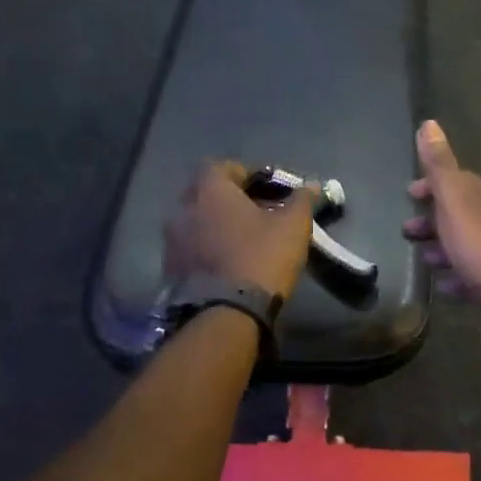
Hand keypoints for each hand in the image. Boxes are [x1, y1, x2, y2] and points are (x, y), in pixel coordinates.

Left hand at [164, 160, 318, 299]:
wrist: (224, 314)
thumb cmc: (260, 258)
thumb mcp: (292, 226)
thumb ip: (302, 200)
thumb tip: (312, 185)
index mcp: (209, 190)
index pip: (222, 166)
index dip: (247, 174)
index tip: (269, 188)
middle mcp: (182, 208)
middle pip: (206, 193)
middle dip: (230, 199)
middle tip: (258, 213)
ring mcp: (171, 240)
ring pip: (196, 221)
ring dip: (216, 225)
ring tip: (243, 240)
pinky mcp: (169, 269)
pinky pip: (190, 247)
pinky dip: (207, 248)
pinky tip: (228, 262)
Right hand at [402, 122, 480, 319]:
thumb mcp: (456, 201)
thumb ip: (440, 166)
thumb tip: (429, 123)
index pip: (455, 180)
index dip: (430, 186)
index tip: (409, 195)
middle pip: (460, 213)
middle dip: (433, 219)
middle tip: (408, 232)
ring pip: (468, 243)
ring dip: (444, 247)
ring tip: (424, 260)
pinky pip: (476, 273)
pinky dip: (458, 276)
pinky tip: (445, 286)